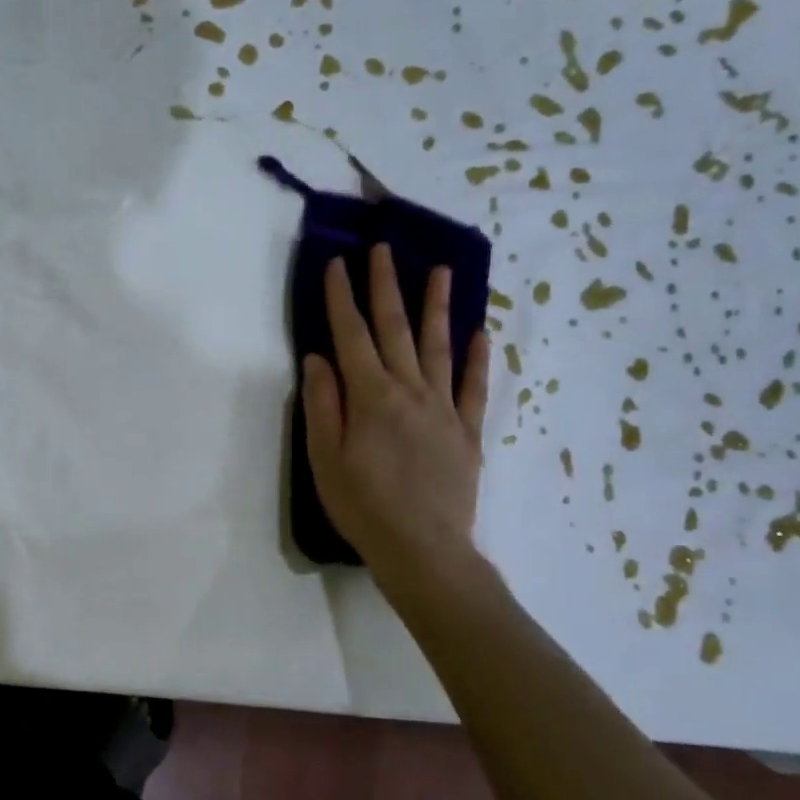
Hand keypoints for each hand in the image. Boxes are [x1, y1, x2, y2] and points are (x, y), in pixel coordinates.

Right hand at [302, 244, 489, 580]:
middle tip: (384, 249)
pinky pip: (474, 387)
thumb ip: (322, 404)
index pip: (351, 335)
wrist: (424, 551)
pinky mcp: (466, 431)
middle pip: (395, 329)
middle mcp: (410, 391)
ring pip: (439, 346)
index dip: (341, 297)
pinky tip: (481, 332)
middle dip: (386, 286)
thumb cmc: (363, 507)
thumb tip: (318, 357)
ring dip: (436, 306)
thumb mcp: (325, 459)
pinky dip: (478, 357)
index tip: (337, 262)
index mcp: (371, 397)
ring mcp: (443, 409)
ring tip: (439, 270)